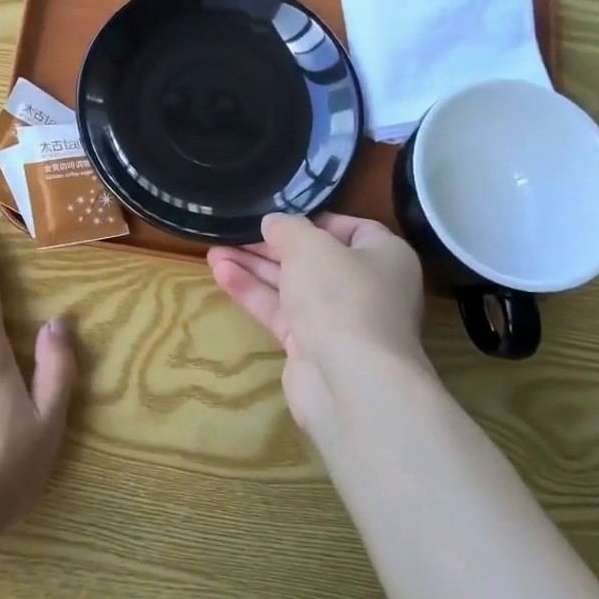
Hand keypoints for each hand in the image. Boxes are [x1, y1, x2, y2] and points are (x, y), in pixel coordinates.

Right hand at [207, 213, 431, 442]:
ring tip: (214, 250)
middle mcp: (365, 287)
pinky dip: (252, 292)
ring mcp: (338, 319)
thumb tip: (273, 222)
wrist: (350, 382)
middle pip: (313, 258)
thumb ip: (288, 228)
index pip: (351, 229)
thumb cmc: (341, 296)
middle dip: (272, 245)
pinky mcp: (311, 346)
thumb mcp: (310, 246)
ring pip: (291, 285)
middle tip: (235, 232)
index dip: (314, 219)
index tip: (279, 216)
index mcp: (384, 257)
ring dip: (254, 267)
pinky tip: (221, 273)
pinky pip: (279, 310)